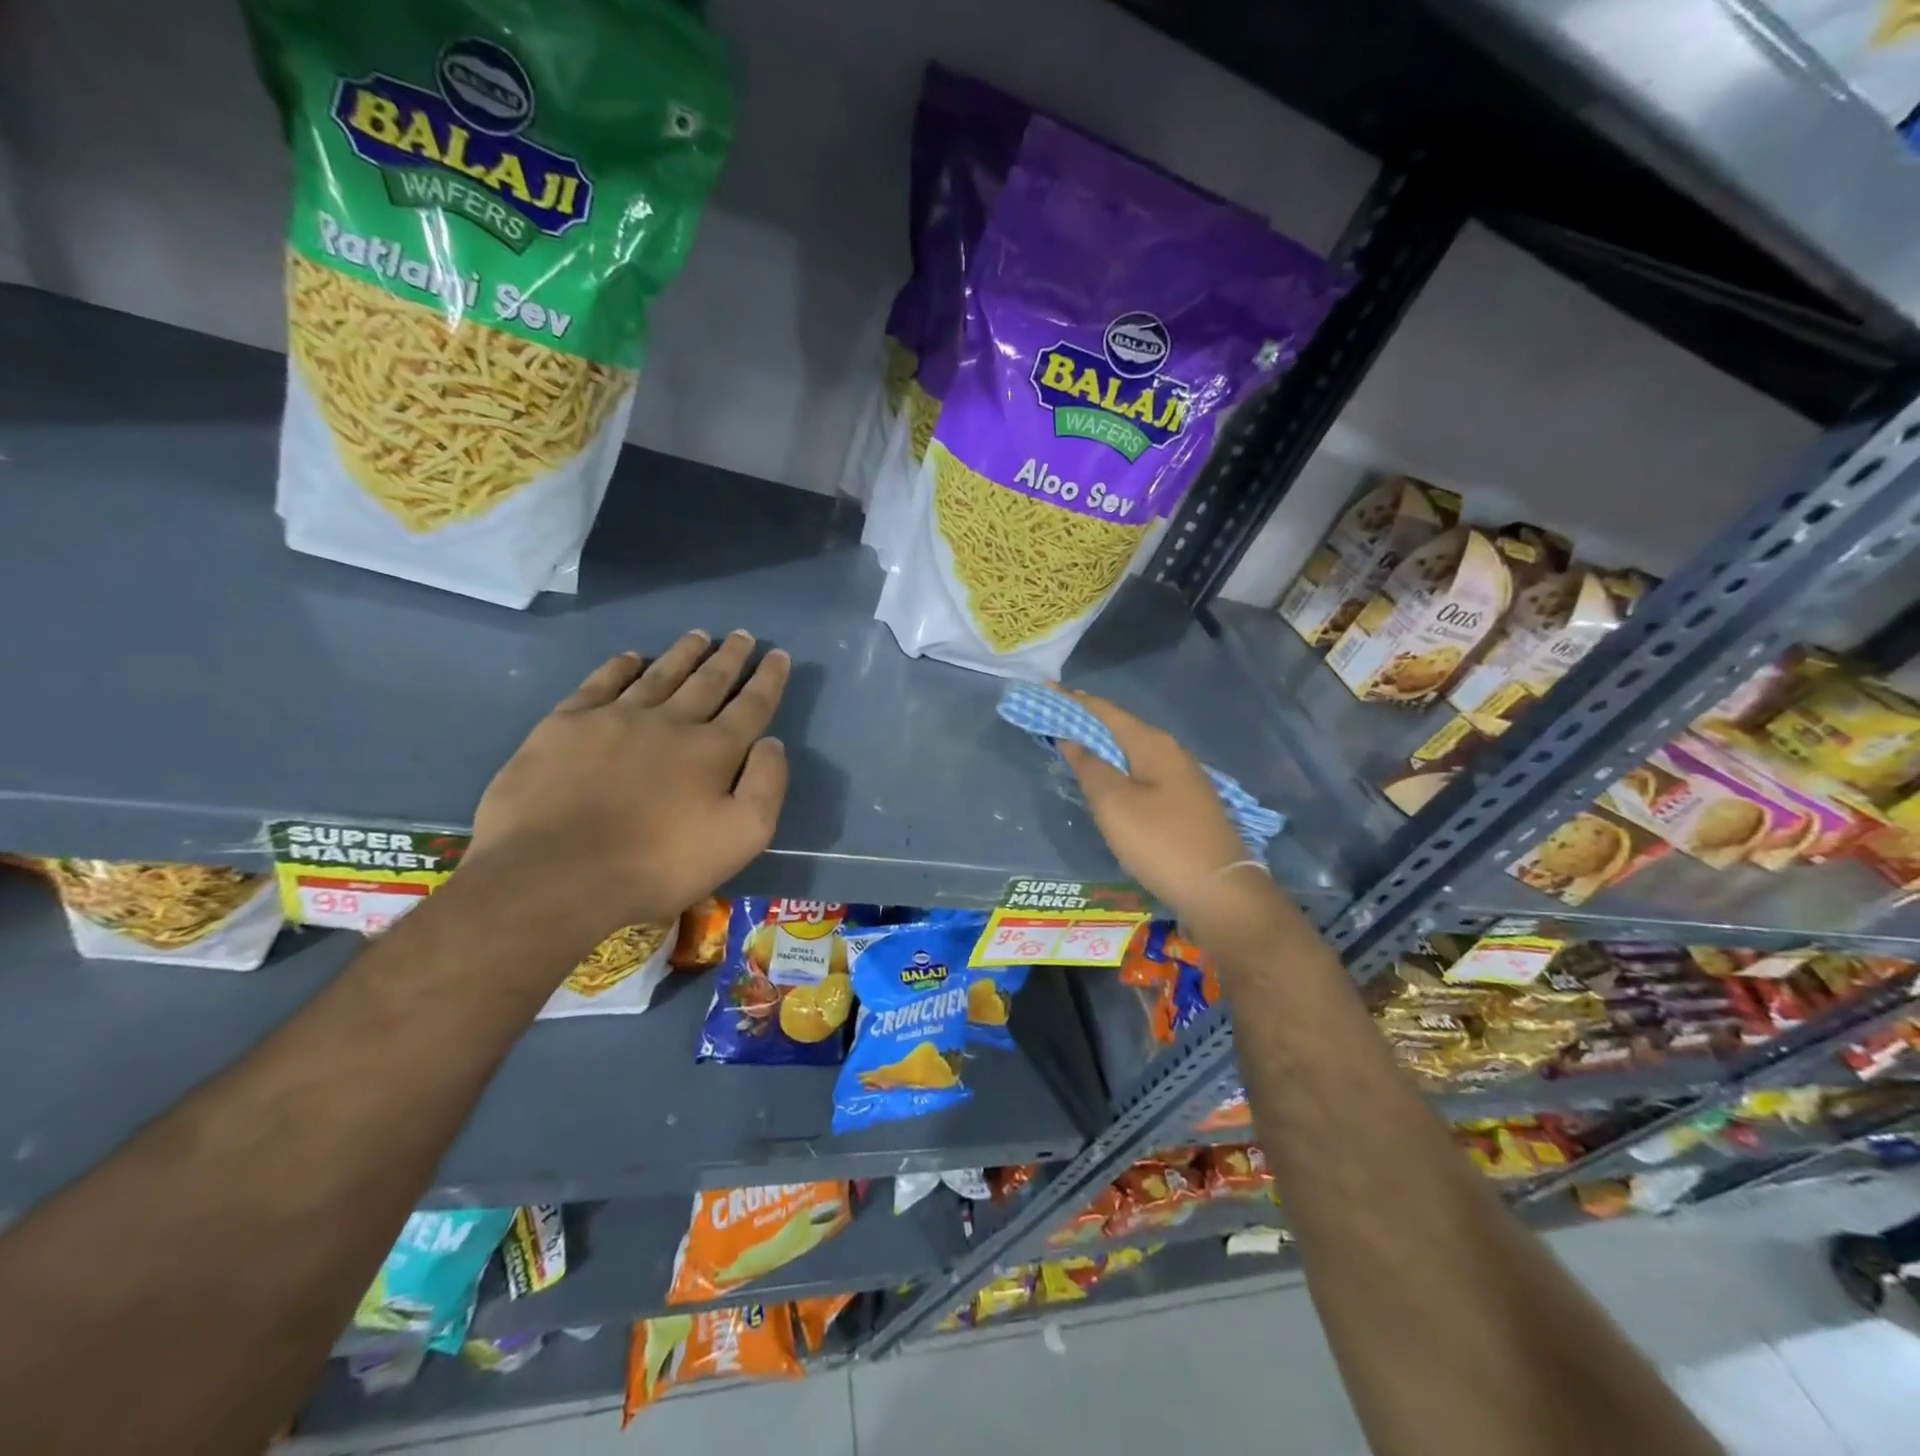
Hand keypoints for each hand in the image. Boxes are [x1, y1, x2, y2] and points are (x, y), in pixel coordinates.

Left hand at [466, 630, 789, 936]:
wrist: (555, 875)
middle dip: (730, 657)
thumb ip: (767, 786)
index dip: (768, 679)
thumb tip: (772, 742)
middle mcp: (670, 721)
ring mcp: (615, 717)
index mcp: (713, 750)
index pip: (751, 705)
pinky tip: (630, 657)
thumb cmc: (659, 865)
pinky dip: (620, 666)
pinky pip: (601, 683)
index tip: (778, 655)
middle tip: (743, 635)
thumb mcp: (742, 838)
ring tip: (699, 635)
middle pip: (707, 681)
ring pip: (659, 674)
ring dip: (683, 653)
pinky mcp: (566, 725)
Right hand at [1055, 690, 1253, 919]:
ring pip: (1132, 751)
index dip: (1073, 700)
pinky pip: (1141, 772)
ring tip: (1072, 743)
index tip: (1045, 689)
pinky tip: (1106, 778)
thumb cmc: (1160, 842)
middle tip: (1053, 716)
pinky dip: (1117, 767)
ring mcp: (1182, 778)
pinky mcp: (1184, 803)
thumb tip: (1072, 739)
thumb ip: (1090, 767)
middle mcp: (1170, 753)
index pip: (1105, 711)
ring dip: (1102, 745)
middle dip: (1086, 720)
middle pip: (1120, 728)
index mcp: (1152, 744)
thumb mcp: (1114, 804)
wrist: (1219, 890)